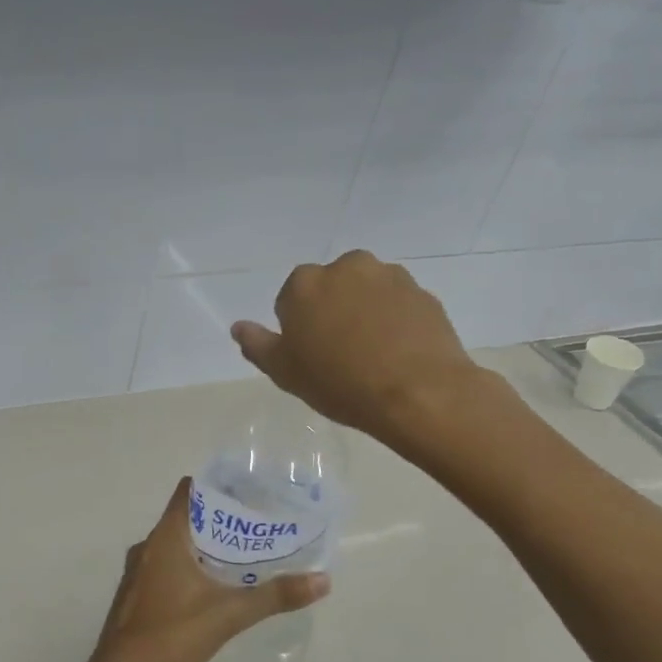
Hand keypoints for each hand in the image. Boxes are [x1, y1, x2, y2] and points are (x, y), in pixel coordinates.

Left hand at [71, 479, 329, 661]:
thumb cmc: (173, 634)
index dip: (216, 487)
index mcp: (165, 537)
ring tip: (239, 556)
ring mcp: (138, 571)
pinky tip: (210, 588)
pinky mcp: (136, 594)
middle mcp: (147, 546)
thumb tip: (322, 580)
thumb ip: (275, 596)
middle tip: (255, 526)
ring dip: (203, 546)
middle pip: (185, 519)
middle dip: (218, 521)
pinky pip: (165, 567)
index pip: (188, 492)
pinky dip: (188, 567)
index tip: (246, 491)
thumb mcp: (230, 614)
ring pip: (174, 545)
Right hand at [231, 250, 499, 450]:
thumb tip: (239, 327)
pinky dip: (395, 320)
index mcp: (305, 283)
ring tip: (374, 354)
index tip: (310, 355)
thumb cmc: (340, 383)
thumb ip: (257, 345)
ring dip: (365, 312)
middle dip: (332, 311)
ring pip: (366, 292)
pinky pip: (398, 304)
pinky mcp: (423, 293)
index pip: (291, 299)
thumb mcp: (285, 372)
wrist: (418, 393)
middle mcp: (346, 267)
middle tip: (340, 354)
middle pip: (330, 288)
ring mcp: (389, 276)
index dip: (298, 328)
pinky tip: (398, 353)